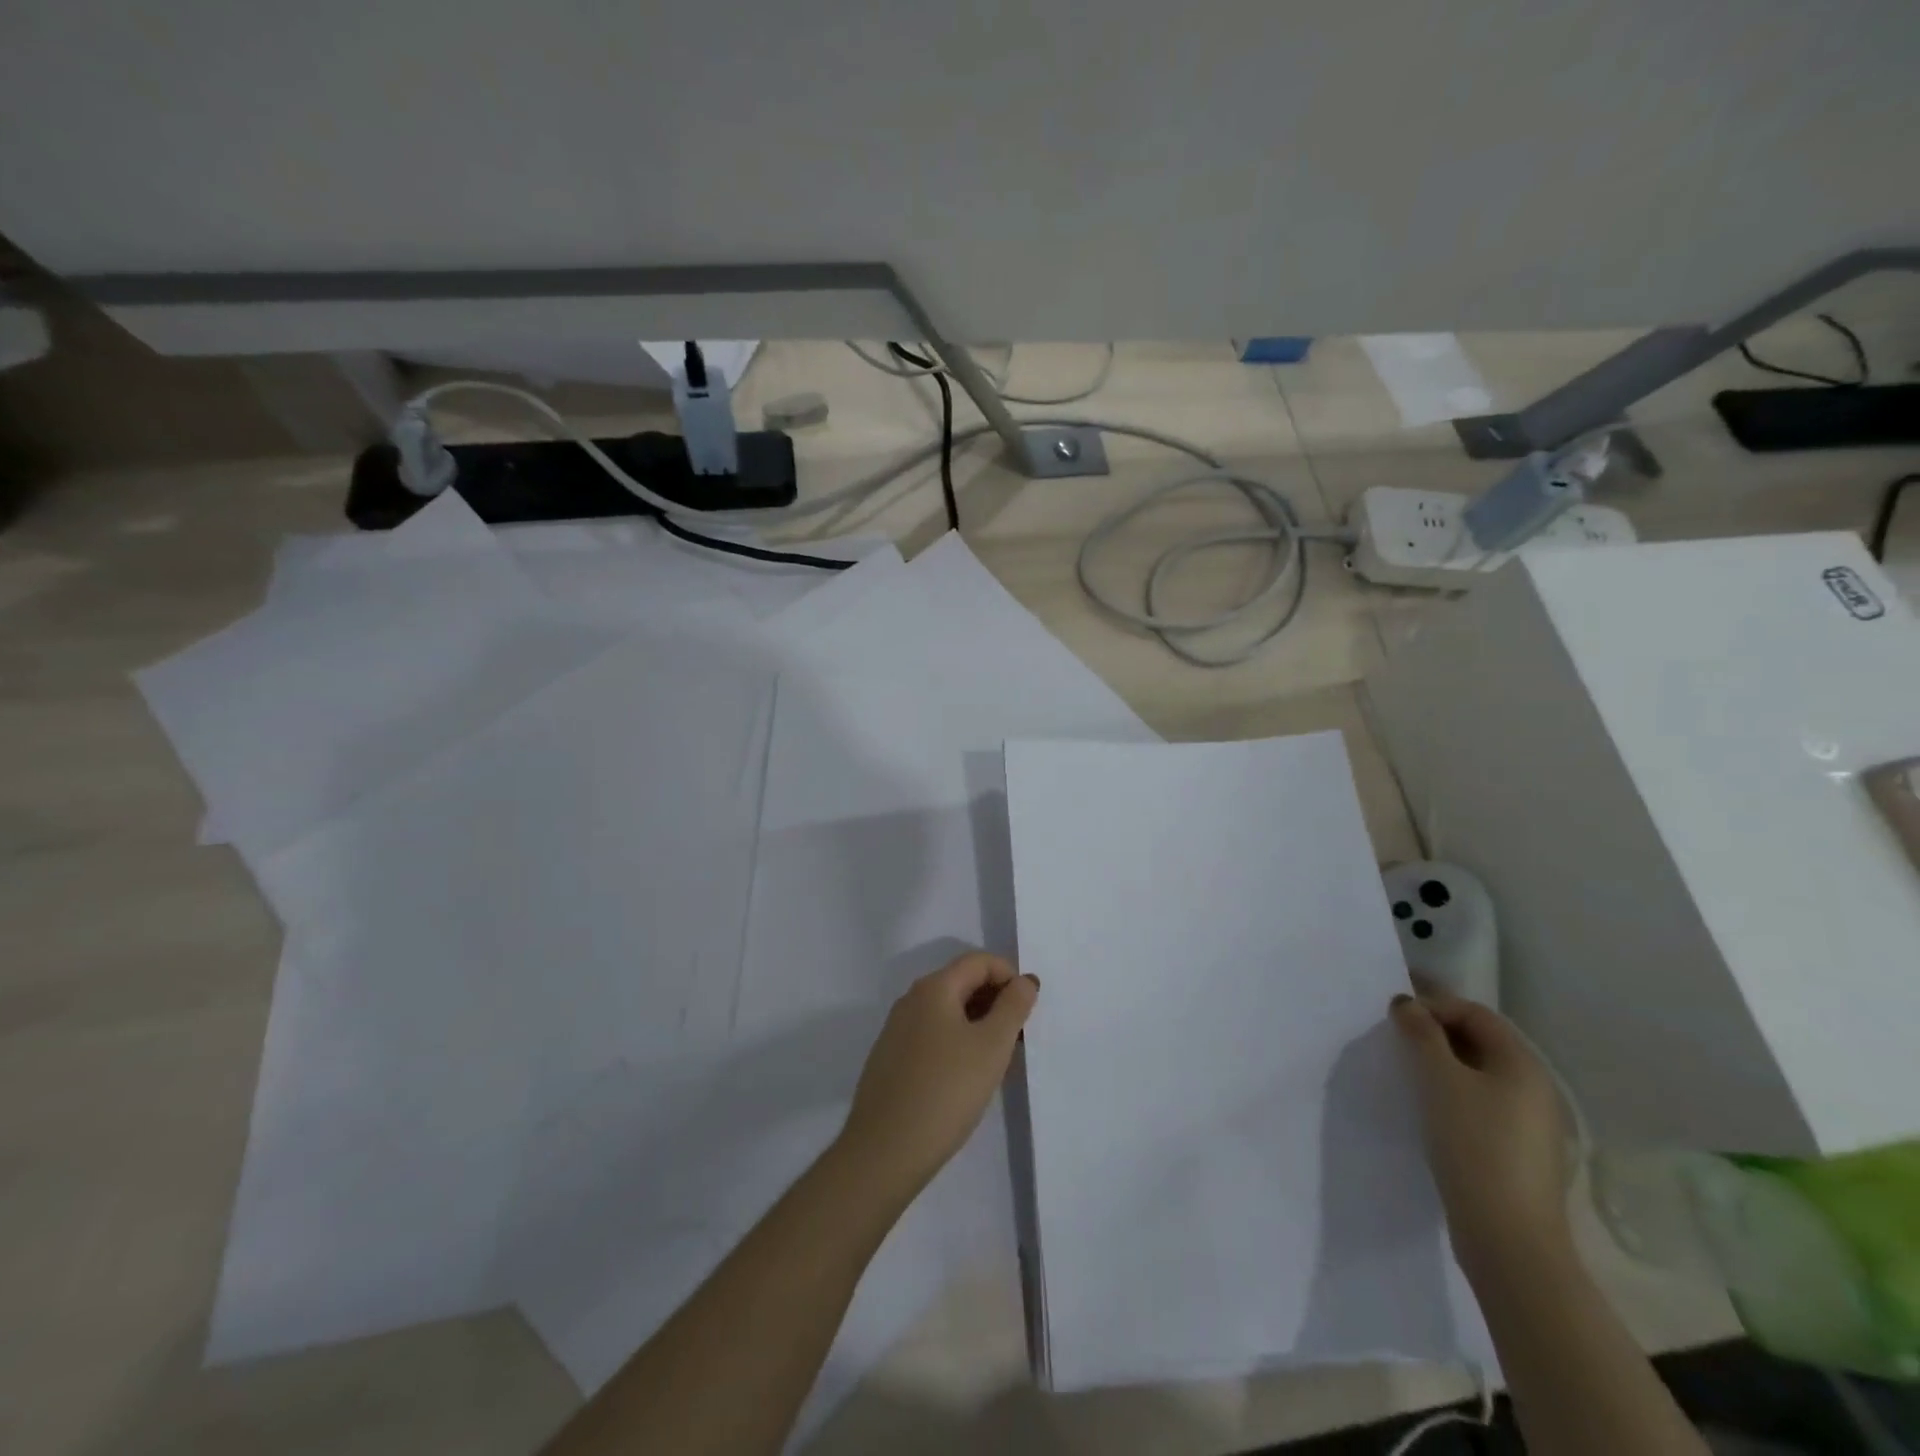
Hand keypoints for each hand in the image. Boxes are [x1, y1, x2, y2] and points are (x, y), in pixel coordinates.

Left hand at [837, 952, 1038, 1202]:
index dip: (1009, 976)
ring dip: (978, 1024)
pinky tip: (966, 1079)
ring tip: (998, 1062)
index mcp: (933, 988)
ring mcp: (897, 1030)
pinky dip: (957, 1042)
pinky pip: (932, 1035)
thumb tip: (1024, 980)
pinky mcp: (891, 1059)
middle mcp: (911, 1000)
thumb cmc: (946, 1091)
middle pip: (962, 982)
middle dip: (995, 1001)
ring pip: (948, 1011)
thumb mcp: (992, 1046)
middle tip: (1018, 1039)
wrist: (885, 1150)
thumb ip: (1013, 1007)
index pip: (979, 961)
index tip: (1028, 1012)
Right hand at [1390, 986, 1571, 1274]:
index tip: (1395, 1019)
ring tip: (1407, 1075)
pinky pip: (1482, 1105)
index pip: (1475, 1012)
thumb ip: (1420, 1033)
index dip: (1434, 1006)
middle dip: (1435, 1034)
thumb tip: (1406, 1003)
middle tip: (1396, 1043)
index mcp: (1523, 1064)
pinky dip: (1453, 1096)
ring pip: (1480, 1075)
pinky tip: (1429, 1112)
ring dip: (1442, 1066)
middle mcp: (1535, 1087)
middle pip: (1480, 1041)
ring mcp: (1531, 1124)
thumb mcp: (1437, 1078)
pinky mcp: (1519, 1153)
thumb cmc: (1473, 1143)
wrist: (1507, 1236)